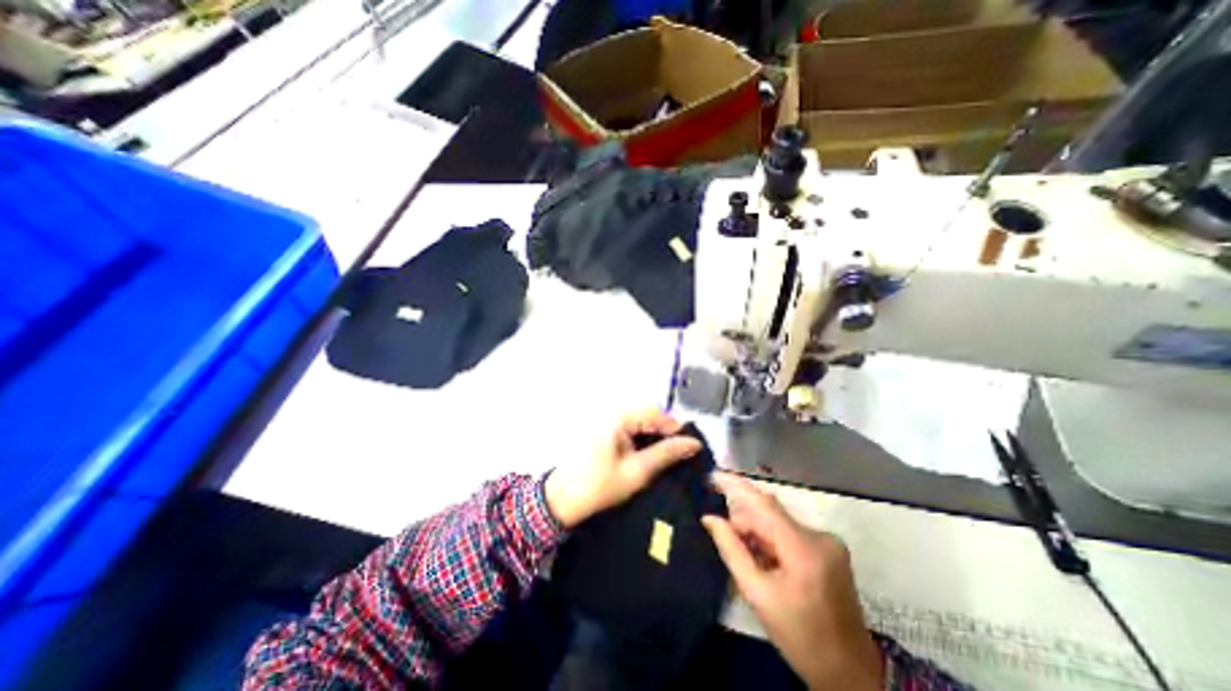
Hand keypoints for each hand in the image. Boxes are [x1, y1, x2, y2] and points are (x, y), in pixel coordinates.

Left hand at [544, 409, 706, 529]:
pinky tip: (647, 454)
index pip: (654, 411)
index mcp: (617, 418)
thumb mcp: (637, 472)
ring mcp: (605, 420)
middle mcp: (611, 413)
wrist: (563, 500)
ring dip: (653, 435)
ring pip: (639, 421)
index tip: (689, 445)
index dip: (674, 426)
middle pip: (646, 414)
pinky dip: (641, 437)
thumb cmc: (600, 486)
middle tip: (678, 452)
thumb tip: (693, 443)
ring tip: (665, 455)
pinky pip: (628, 427)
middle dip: (664, 431)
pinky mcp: (602, 430)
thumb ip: (665, 454)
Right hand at [702, 475, 884, 690]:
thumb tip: (709, 518)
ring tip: (750, 560)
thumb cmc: (800, 638)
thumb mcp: (757, 594)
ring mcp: (828, 541)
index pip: (764, 504)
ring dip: (758, 534)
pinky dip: (773, 541)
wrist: (851, 673)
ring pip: (779, 522)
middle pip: (770, 514)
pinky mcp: (830, 548)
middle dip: (745, 523)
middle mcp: (820, 536)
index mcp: (804, 549)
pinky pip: (790, 532)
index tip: (713, 475)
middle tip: (726, 540)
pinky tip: (767, 562)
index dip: (737, 486)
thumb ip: (732, 550)